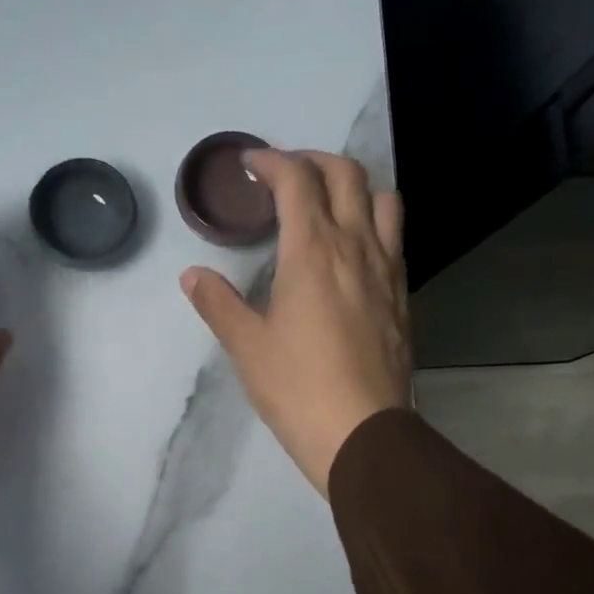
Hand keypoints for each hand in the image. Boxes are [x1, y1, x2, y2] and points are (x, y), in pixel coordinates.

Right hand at [180, 149, 409, 496]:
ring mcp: (386, 270)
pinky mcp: (401, 296)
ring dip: (354, 186)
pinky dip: (373, 223)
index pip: (296, 181)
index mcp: (312, 251)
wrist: (361, 432)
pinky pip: (394, 238)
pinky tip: (352, 251)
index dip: (272, 162)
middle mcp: (355, 246)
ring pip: (382, 199)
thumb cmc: (296, 387)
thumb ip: (218, 303)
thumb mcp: (246, 346)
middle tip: (285, 175)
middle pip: (346, 175)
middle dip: (313, 161)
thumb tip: (192, 275)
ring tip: (328, 204)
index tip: (250, 165)